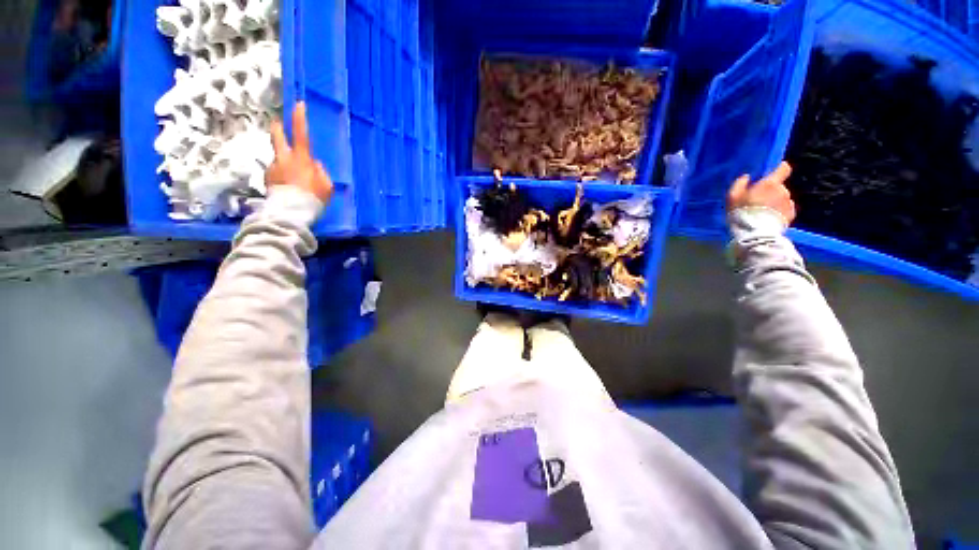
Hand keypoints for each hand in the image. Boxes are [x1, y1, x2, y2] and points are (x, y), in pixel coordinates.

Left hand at [267, 102, 333, 202]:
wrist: (291, 212)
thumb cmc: (313, 198)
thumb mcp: (326, 186)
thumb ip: (321, 172)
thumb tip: (314, 165)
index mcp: (301, 159)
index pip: (301, 134)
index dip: (300, 119)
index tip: (298, 104)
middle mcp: (284, 159)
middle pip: (278, 137)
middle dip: (279, 129)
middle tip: (278, 124)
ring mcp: (273, 169)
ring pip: (280, 160)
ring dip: (285, 165)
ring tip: (294, 181)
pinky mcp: (267, 180)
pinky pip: (277, 174)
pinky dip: (282, 178)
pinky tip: (288, 189)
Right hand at [727, 161, 795, 225]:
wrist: (755, 232)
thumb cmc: (742, 212)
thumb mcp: (732, 197)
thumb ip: (739, 184)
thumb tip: (746, 177)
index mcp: (770, 184)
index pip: (783, 168)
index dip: (779, 169)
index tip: (774, 172)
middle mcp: (783, 191)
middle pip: (779, 187)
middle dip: (771, 192)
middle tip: (759, 201)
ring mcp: (789, 203)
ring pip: (782, 199)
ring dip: (775, 203)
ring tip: (763, 213)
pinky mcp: (791, 215)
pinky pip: (785, 210)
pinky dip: (779, 213)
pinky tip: (769, 219)